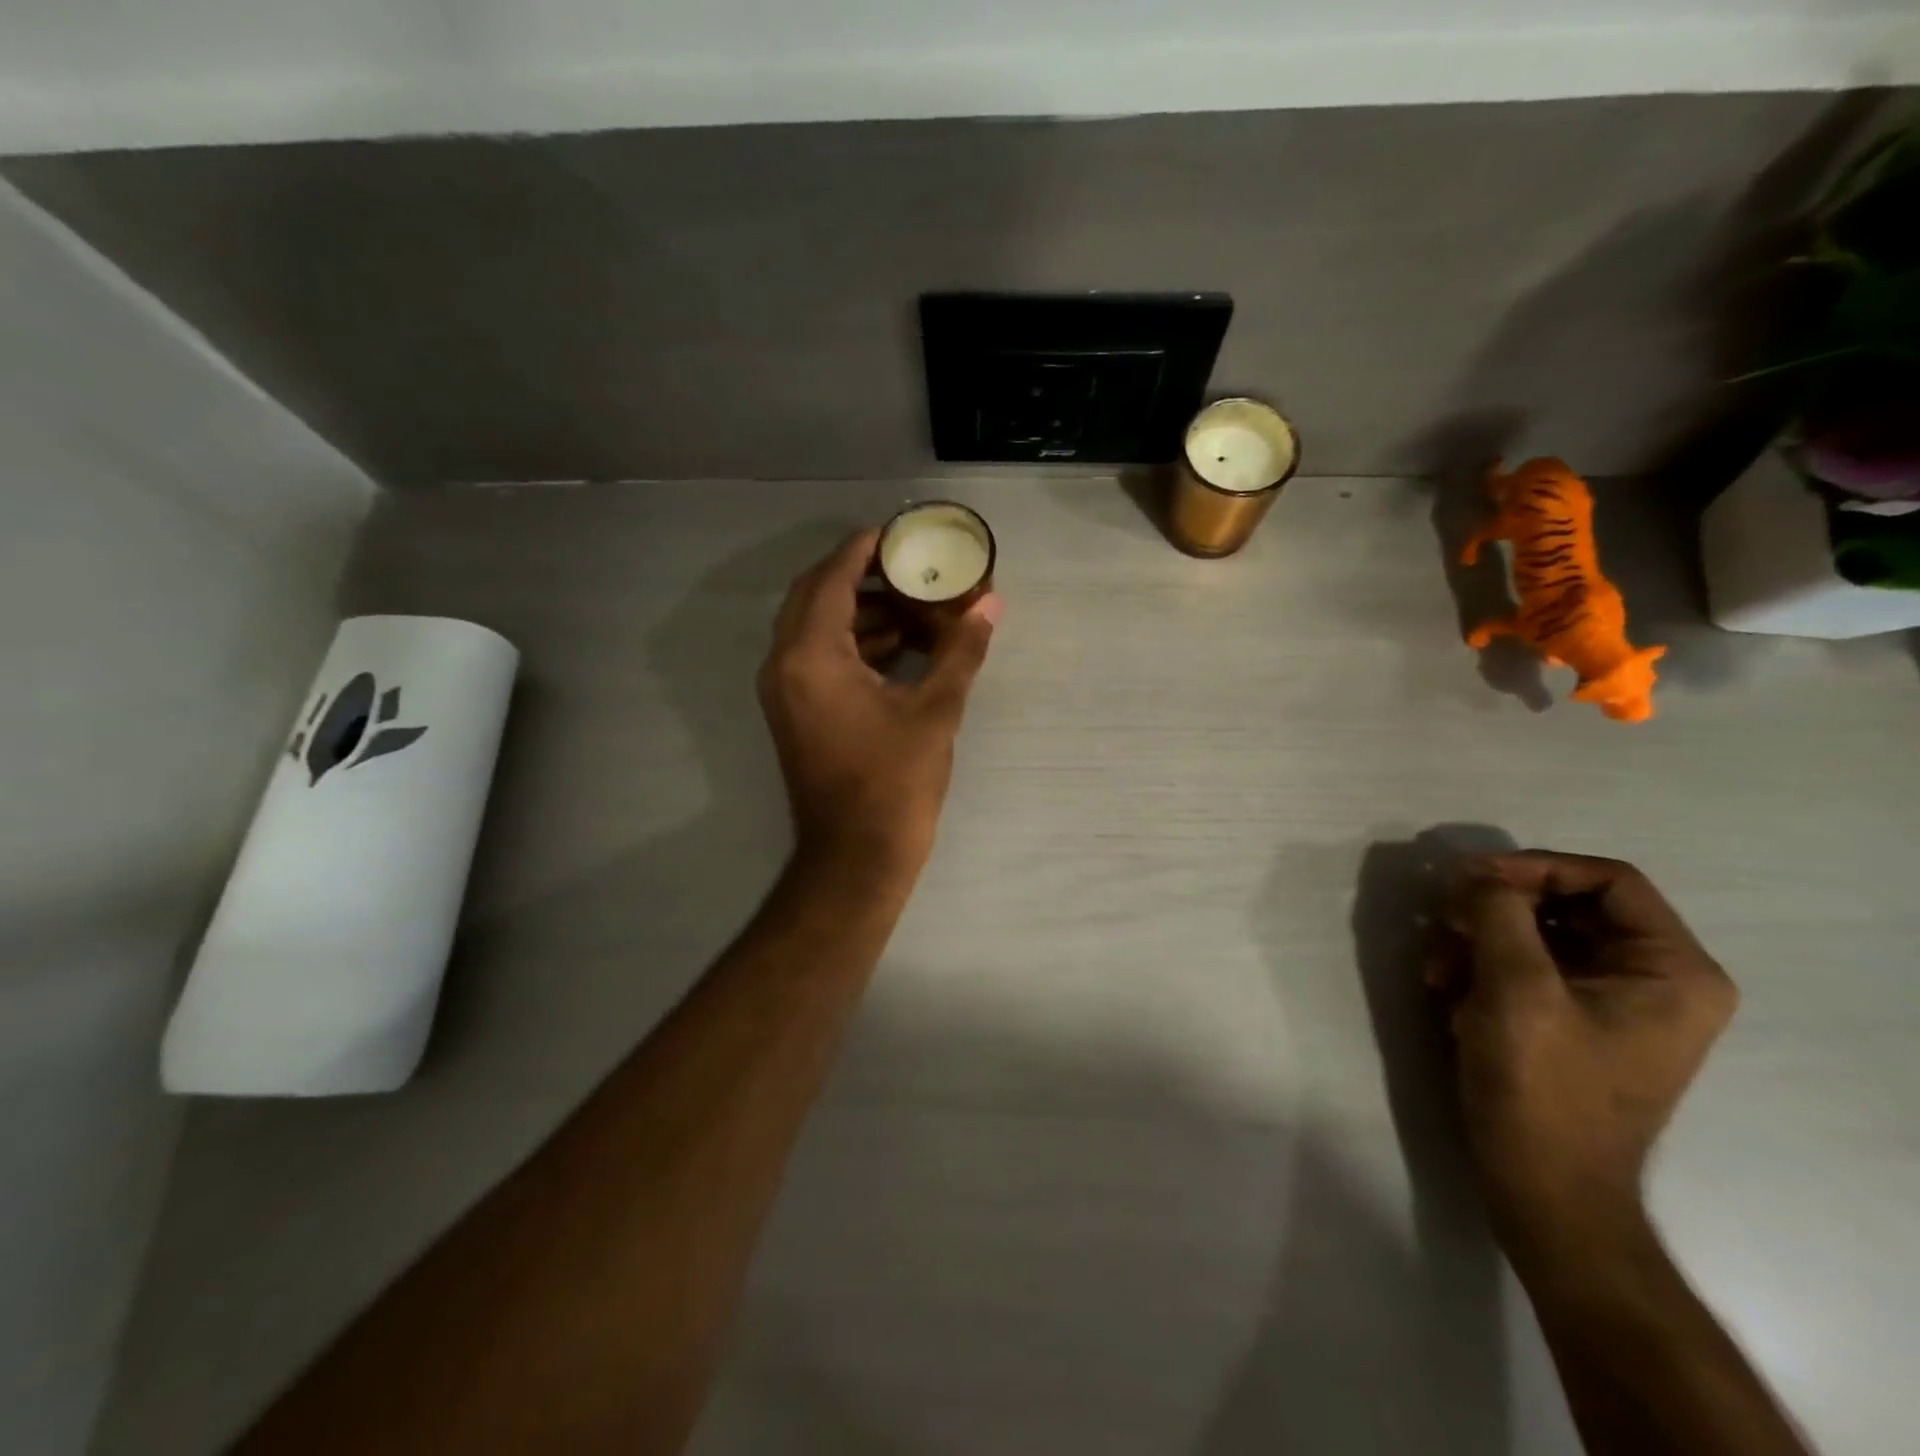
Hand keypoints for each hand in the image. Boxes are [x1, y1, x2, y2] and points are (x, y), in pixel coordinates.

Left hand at [758, 529, 1000, 879]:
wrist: (855, 856)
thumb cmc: (894, 782)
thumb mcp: (935, 711)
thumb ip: (960, 650)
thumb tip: (991, 604)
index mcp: (812, 655)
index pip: (832, 578)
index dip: (864, 548)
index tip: (898, 532)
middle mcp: (784, 664)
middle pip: (815, 596)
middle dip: (861, 575)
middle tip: (908, 566)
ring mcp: (784, 691)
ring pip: (814, 627)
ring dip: (859, 611)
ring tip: (913, 605)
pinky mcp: (794, 712)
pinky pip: (816, 657)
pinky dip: (851, 643)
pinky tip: (897, 647)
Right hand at [1434, 851, 1736, 1261]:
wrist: (1542, 1185)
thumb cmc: (1543, 1087)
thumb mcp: (1516, 989)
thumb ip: (1498, 914)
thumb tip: (1477, 873)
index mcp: (1672, 970)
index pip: (1607, 880)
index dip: (1534, 867)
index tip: (1468, 879)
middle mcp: (1653, 978)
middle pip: (1565, 904)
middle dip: (1494, 909)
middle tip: (1443, 919)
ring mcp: (1610, 1001)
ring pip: (1535, 933)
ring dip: (1477, 939)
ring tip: (1436, 967)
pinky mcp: (1571, 1019)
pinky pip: (1524, 965)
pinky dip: (1480, 967)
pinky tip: (1446, 990)